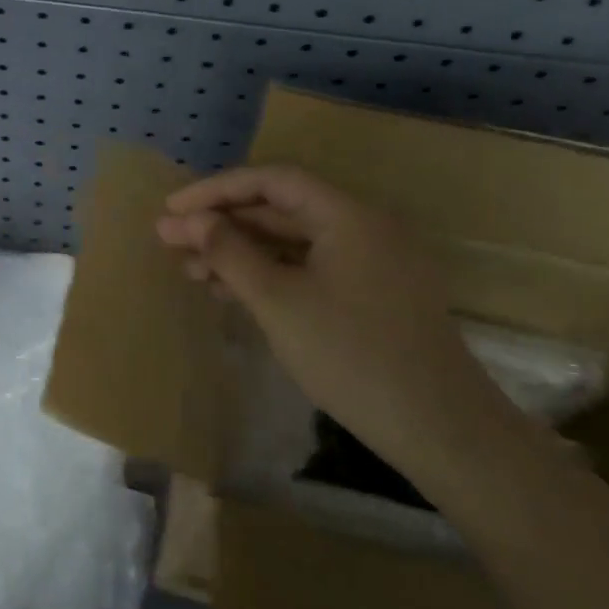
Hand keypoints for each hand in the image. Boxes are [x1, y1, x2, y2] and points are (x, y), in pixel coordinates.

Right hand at [156, 165, 503, 460]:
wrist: (438, 427)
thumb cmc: (350, 354)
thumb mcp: (278, 301)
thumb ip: (230, 253)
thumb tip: (191, 221)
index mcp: (348, 215)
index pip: (272, 181)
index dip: (216, 190)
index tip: (171, 210)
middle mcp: (362, 228)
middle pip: (281, 210)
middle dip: (223, 224)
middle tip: (170, 242)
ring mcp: (370, 263)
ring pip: (293, 244)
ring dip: (241, 253)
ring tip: (191, 271)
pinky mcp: (371, 296)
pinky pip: (310, 270)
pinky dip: (269, 276)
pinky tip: (231, 293)